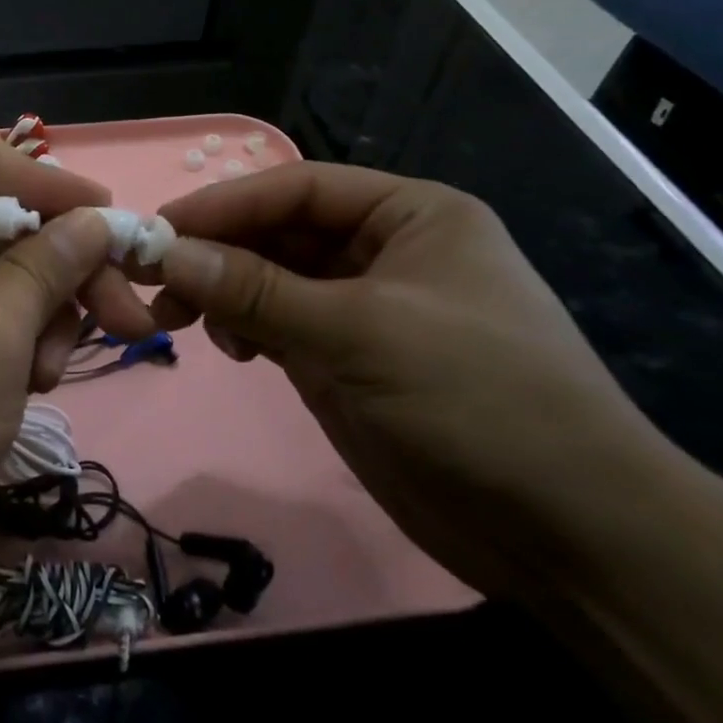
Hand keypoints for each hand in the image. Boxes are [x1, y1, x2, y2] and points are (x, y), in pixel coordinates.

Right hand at [142, 162, 682, 597]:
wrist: (569, 534)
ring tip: (180, 319)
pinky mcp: (347, 360)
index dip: (224, 204)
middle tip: (154, 280)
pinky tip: (234, 350)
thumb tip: (165, 252)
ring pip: (271, 281)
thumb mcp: (358, 332)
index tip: (157, 228)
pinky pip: (278, 325)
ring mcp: (364, 309)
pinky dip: (246, 330)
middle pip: (278, 233)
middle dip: (217, 253)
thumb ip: (255, 290)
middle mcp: (384, 251)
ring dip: (224, 293)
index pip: (297, 188)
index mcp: (409, 215)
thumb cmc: (477, 399)